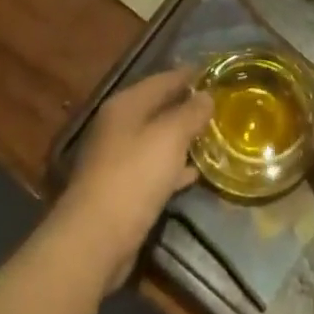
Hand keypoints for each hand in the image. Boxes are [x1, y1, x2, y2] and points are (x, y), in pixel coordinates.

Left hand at [51, 68, 212, 297]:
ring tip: (212, 136)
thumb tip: (207, 95)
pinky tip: (194, 173)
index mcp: (126, 105)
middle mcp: (118, 126)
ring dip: (182, 138)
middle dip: (186, 106)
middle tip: (218, 105)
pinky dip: (173, 167)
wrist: (95, 239)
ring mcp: (117, 158)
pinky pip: (154, 168)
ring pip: (157, 139)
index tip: (214, 74)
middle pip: (158, 108)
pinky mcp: (122, 189)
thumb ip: (190, 113)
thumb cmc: (134, 176)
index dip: (188, 76)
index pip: (162, 80)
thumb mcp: (169, 138)